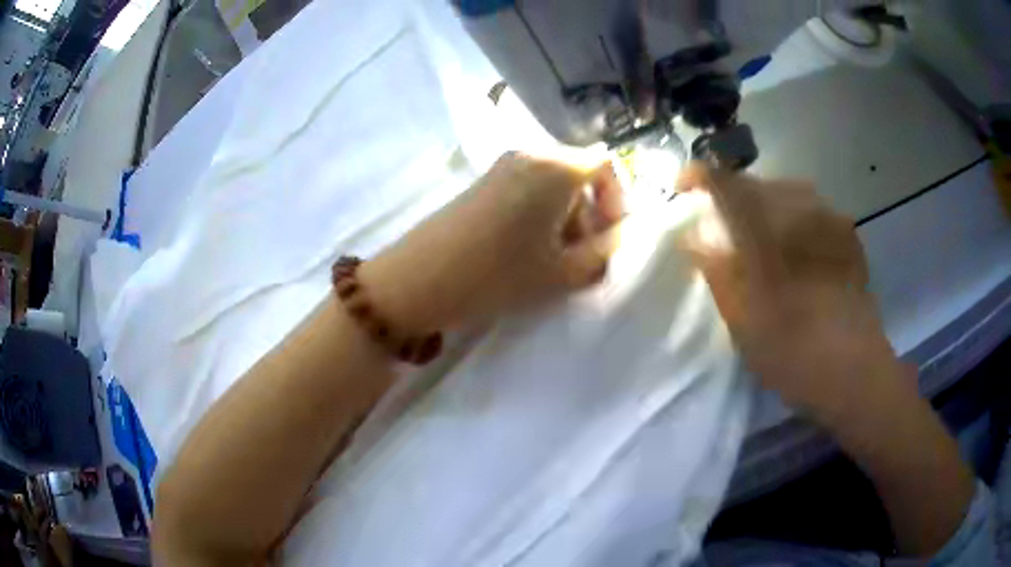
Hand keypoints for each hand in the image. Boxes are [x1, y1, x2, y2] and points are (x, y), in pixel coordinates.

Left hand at [360, 152, 623, 334]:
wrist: (419, 280)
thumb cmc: (498, 274)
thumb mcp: (561, 270)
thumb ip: (602, 251)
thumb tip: (617, 235)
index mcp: (555, 167)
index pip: (605, 164)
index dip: (618, 199)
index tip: (611, 235)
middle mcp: (530, 155)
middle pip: (579, 173)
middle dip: (591, 211)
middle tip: (586, 253)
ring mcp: (502, 167)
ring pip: (553, 182)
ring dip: (567, 214)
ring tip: (557, 257)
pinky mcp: (483, 183)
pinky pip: (528, 187)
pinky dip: (541, 212)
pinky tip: (529, 248)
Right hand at [677, 162, 902, 419]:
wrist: (853, 369)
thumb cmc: (791, 350)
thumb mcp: (740, 319)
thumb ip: (716, 269)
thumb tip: (696, 234)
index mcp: (768, 228)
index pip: (725, 182)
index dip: (700, 177)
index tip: (685, 189)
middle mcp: (801, 209)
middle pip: (758, 184)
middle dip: (736, 197)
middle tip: (726, 226)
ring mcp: (829, 218)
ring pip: (788, 193)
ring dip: (768, 207)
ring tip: (763, 239)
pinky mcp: (848, 234)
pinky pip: (814, 210)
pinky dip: (796, 220)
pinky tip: (798, 250)